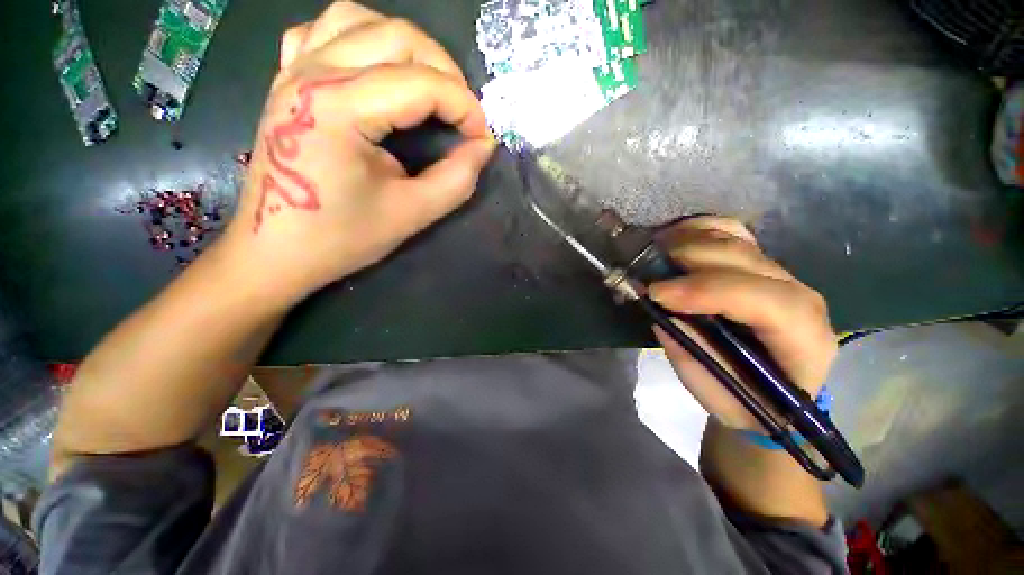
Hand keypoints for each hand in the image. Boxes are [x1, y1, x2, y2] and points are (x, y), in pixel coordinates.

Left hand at [221, 1, 494, 304]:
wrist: (275, 251)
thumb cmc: (342, 238)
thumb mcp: (412, 214)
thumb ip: (457, 179)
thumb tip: (483, 146)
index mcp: (339, 110)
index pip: (422, 84)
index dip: (465, 107)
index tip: (481, 137)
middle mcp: (312, 74)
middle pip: (396, 37)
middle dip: (445, 71)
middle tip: (463, 113)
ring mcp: (293, 71)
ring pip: (360, 19)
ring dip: (407, 47)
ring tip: (429, 86)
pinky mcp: (287, 80)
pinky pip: (324, 31)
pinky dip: (361, 39)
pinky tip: (375, 69)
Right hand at [648, 216, 837, 431]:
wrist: (771, 390)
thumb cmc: (746, 400)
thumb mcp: (715, 392)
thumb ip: (691, 351)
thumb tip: (660, 310)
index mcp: (803, 339)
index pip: (768, 302)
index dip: (709, 291)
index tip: (657, 294)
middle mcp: (798, 296)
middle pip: (747, 261)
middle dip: (690, 260)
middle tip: (645, 270)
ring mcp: (778, 273)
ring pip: (737, 240)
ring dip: (688, 240)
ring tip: (652, 251)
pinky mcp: (757, 263)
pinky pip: (730, 232)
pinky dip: (697, 228)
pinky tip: (672, 236)